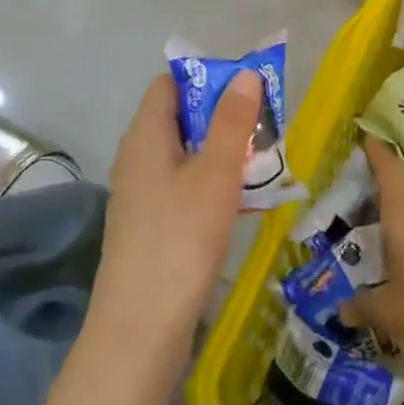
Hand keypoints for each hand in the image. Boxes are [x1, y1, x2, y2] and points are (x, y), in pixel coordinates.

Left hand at [89, 70, 262, 352]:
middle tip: (266, 126)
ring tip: (264, 161)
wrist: (140, 330)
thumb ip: (232, 121)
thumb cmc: (180, 239)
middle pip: (181, 117)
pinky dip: (212, 182)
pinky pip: (184, 185)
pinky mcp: (151, 225)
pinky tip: (243, 200)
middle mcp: (137, 157)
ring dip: (222, 151)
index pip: (170, 83)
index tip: (247, 88)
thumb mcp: (215, 173)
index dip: (208, 77)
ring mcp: (141, 193)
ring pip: (186, 154)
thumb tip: (245, 74)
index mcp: (145, 135)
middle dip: (224, 116)